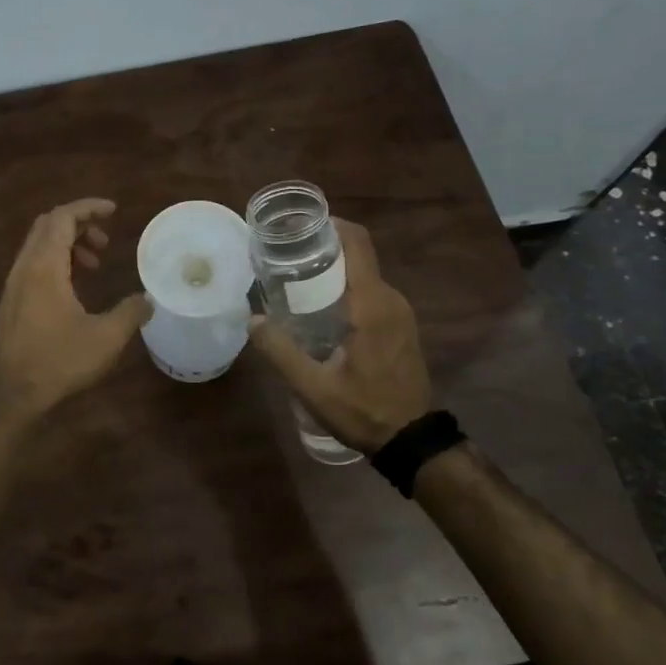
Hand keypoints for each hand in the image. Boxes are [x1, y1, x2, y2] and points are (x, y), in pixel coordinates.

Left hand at [0, 199, 150, 424]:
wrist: (18, 397)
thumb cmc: (61, 362)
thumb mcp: (107, 337)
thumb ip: (130, 312)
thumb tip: (148, 299)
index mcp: (44, 268)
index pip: (61, 218)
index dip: (88, 208)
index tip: (113, 211)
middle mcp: (23, 269)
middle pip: (47, 226)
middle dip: (78, 224)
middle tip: (105, 241)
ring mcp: (13, 286)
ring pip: (38, 246)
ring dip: (67, 245)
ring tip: (94, 264)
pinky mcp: (11, 303)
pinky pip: (32, 266)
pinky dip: (55, 262)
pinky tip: (74, 288)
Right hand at [247, 219, 430, 453]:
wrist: (412, 440)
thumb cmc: (363, 411)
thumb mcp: (313, 387)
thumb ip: (281, 352)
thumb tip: (252, 320)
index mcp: (372, 305)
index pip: (358, 244)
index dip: (332, 224)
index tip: (300, 225)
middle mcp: (390, 299)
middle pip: (358, 256)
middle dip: (323, 248)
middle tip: (285, 256)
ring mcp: (400, 312)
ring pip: (364, 275)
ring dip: (334, 270)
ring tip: (296, 279)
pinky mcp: (401, 325)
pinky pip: (371, 292)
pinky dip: (346, 288)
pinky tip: (320, 307)